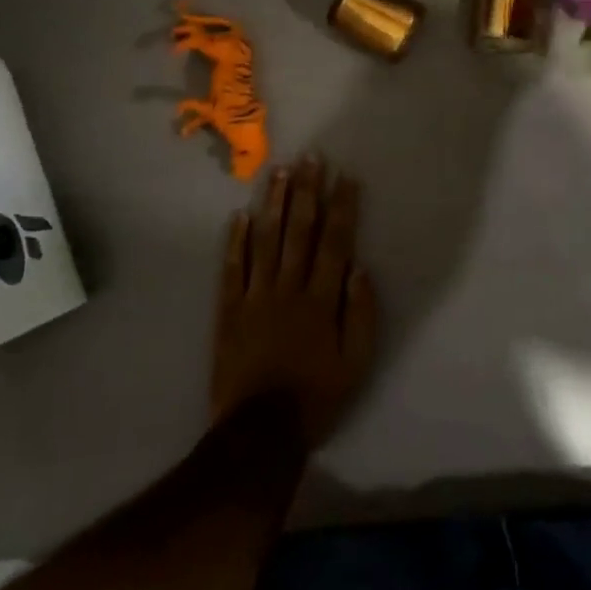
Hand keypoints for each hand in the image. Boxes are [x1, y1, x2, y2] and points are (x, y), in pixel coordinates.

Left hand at [211, 155, 378, 449]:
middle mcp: (288, 288)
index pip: (334, 242)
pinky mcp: (229, 310)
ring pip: (265, 240)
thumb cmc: (316, 397)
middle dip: (306, 191)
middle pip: (299, 231)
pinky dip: (235, 240)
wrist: (259, 432)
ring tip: (278, 171)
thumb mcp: (356, 364)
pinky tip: (239, 214)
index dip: (341, 206)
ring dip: (273, 203)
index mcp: (321, 299)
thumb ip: (361, 314)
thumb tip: (360, 267)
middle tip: (309, 157)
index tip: (345, 176)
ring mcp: (255, 296)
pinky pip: (232, 268)